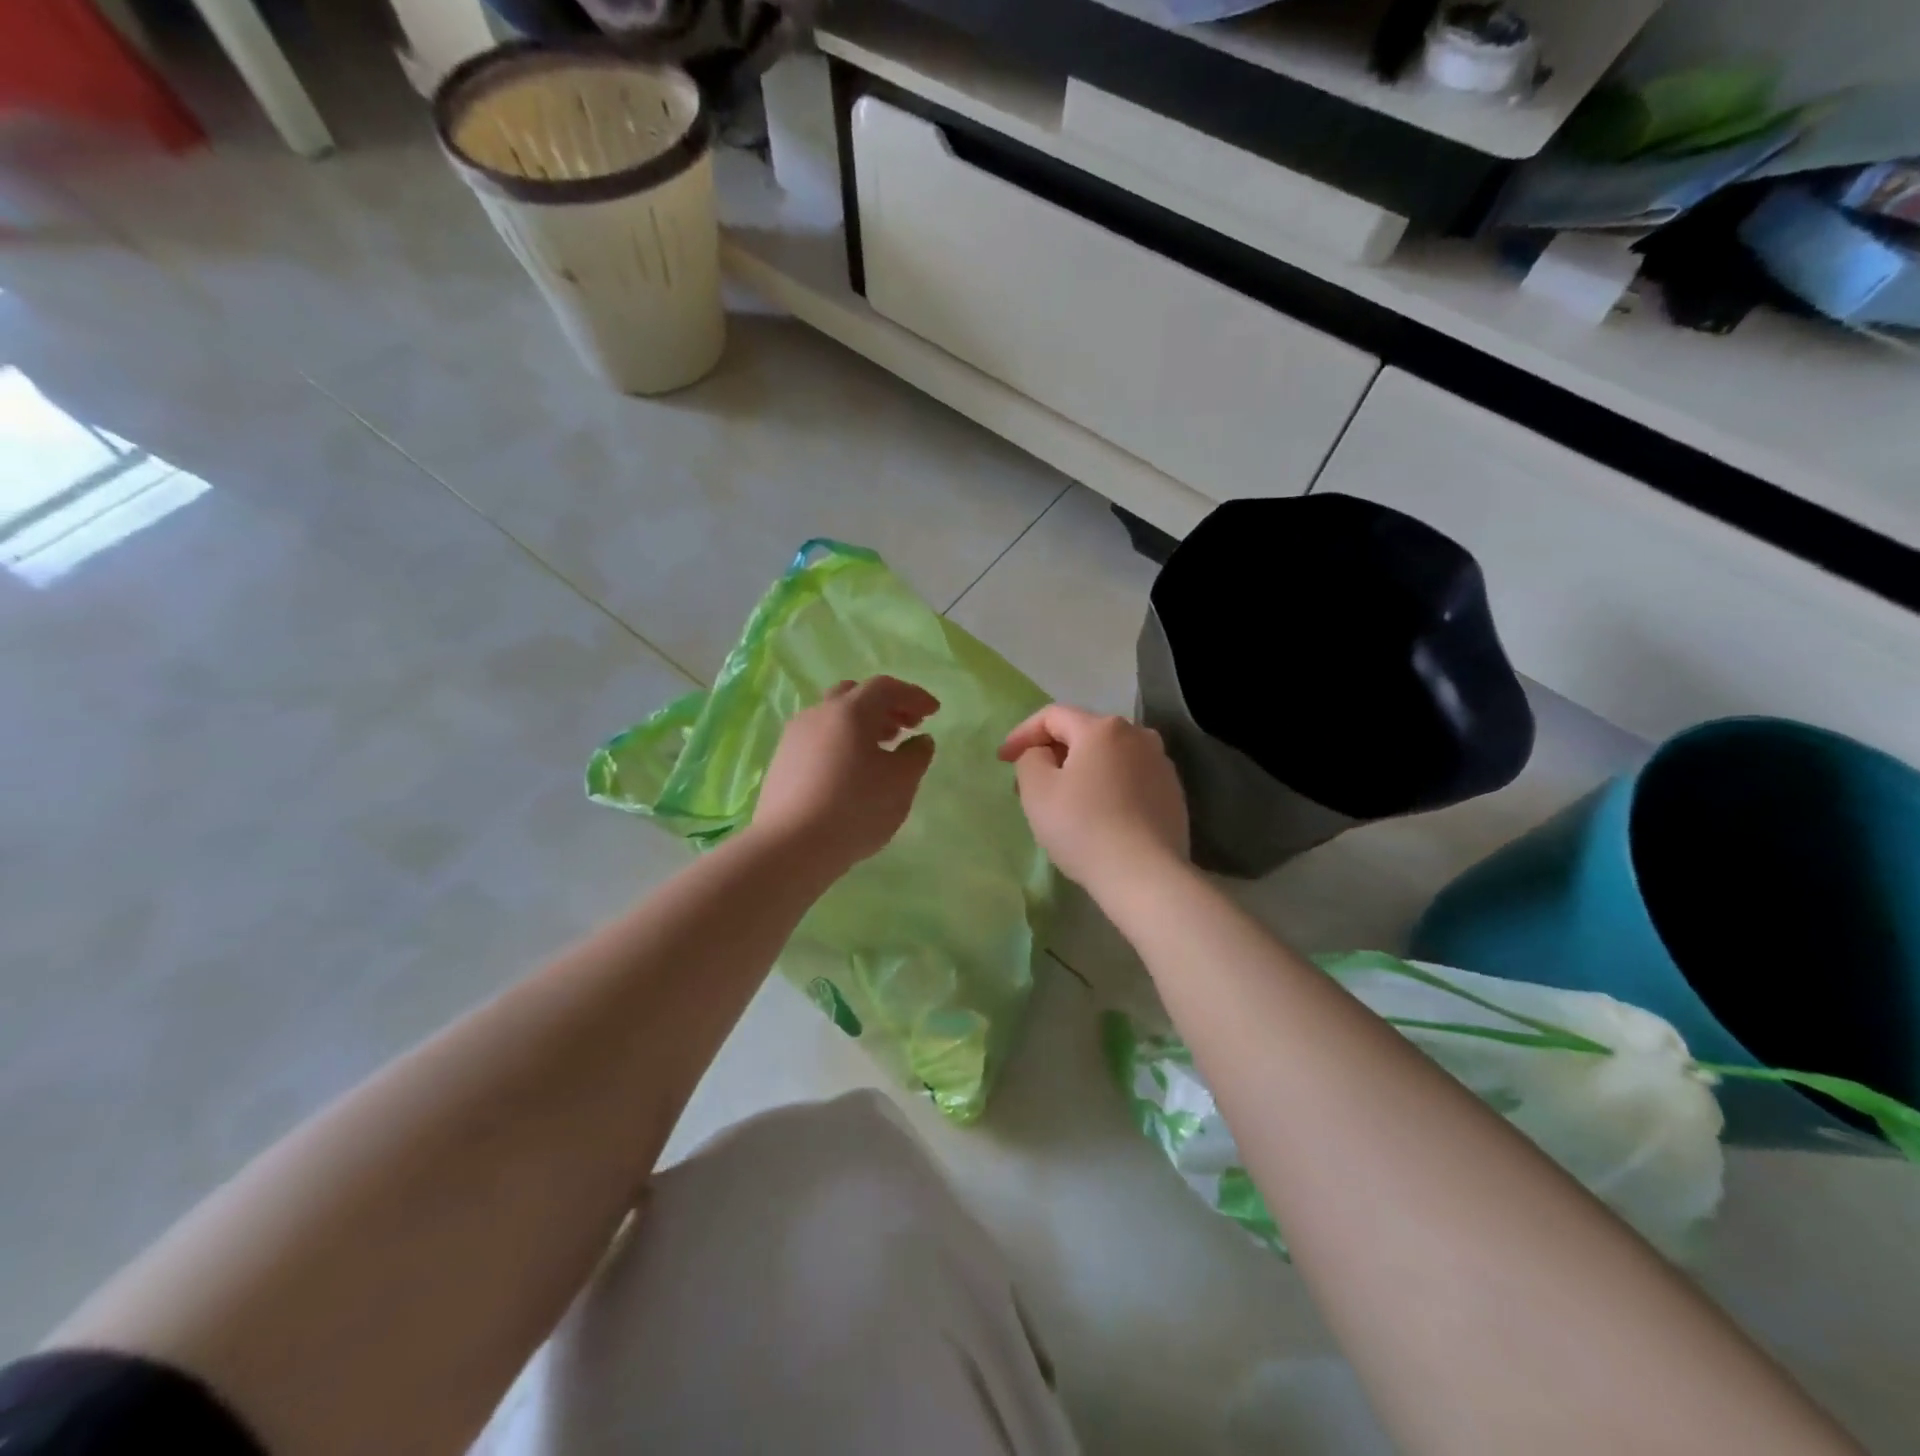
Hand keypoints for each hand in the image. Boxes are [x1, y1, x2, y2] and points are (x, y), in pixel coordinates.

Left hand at [753, 676, 938, 869]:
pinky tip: (851, 771)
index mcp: (850, 711)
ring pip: (833, 718)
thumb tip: (920, 740)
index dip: (913, 695)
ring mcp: (794, 737)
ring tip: (882, 750)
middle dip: (885, 706)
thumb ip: (917, 756)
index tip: (933, 712)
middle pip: (855, 695)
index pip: (885, 687)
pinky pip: (818, 740)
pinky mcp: (782, 762)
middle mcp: (819, 714)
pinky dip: (842, 743)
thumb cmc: (855, 808)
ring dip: (862, 726)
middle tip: (907, 726)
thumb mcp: (901, 783)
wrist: (791, 846)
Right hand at [998, 705, 1188, 894]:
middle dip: (1051, 753)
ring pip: (1108, 757)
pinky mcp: (1172, 793)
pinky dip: (1106, 787)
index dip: (1022, 734)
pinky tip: (1096, 815)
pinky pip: (1128, 779)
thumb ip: (1030, 758)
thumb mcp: (1037, 790)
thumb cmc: (1083, 827)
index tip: (1003, 760)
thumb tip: (1043, 754)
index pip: (1052, 716)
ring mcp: (1160, 764)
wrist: (1145, 875)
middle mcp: (1138, 735)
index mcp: (1102, 728)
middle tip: (1027, 783)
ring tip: (1062, 800)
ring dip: (1080, 770)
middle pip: (1083, 734)